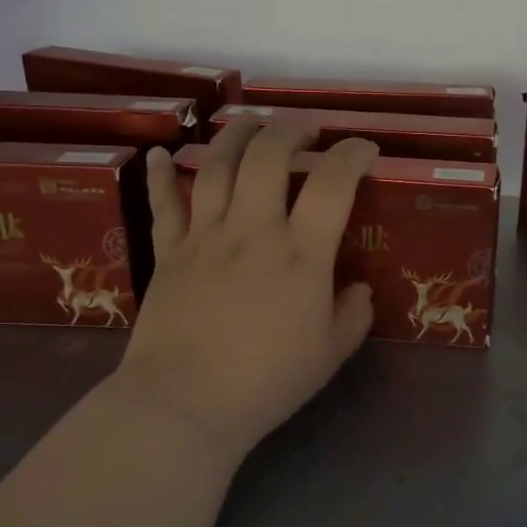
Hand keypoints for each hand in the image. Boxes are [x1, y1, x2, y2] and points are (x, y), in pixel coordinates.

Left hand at [115, 118, 379, 458]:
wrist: (184, 404)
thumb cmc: (266, 382)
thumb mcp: (330, 355)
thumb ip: (353, 316)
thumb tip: (358, 289)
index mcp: (300, 254)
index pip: (333, 183)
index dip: (353, 154)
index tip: (364, 147)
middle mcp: (253, 231)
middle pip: (268, 156)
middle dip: (290, 129)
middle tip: (305, 127)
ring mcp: (205, 237)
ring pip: (217, 165)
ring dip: (235, 134)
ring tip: (250, 122)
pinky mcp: (169, 253)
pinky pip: (164, 204)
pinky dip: (162, 174)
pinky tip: (163, 152)